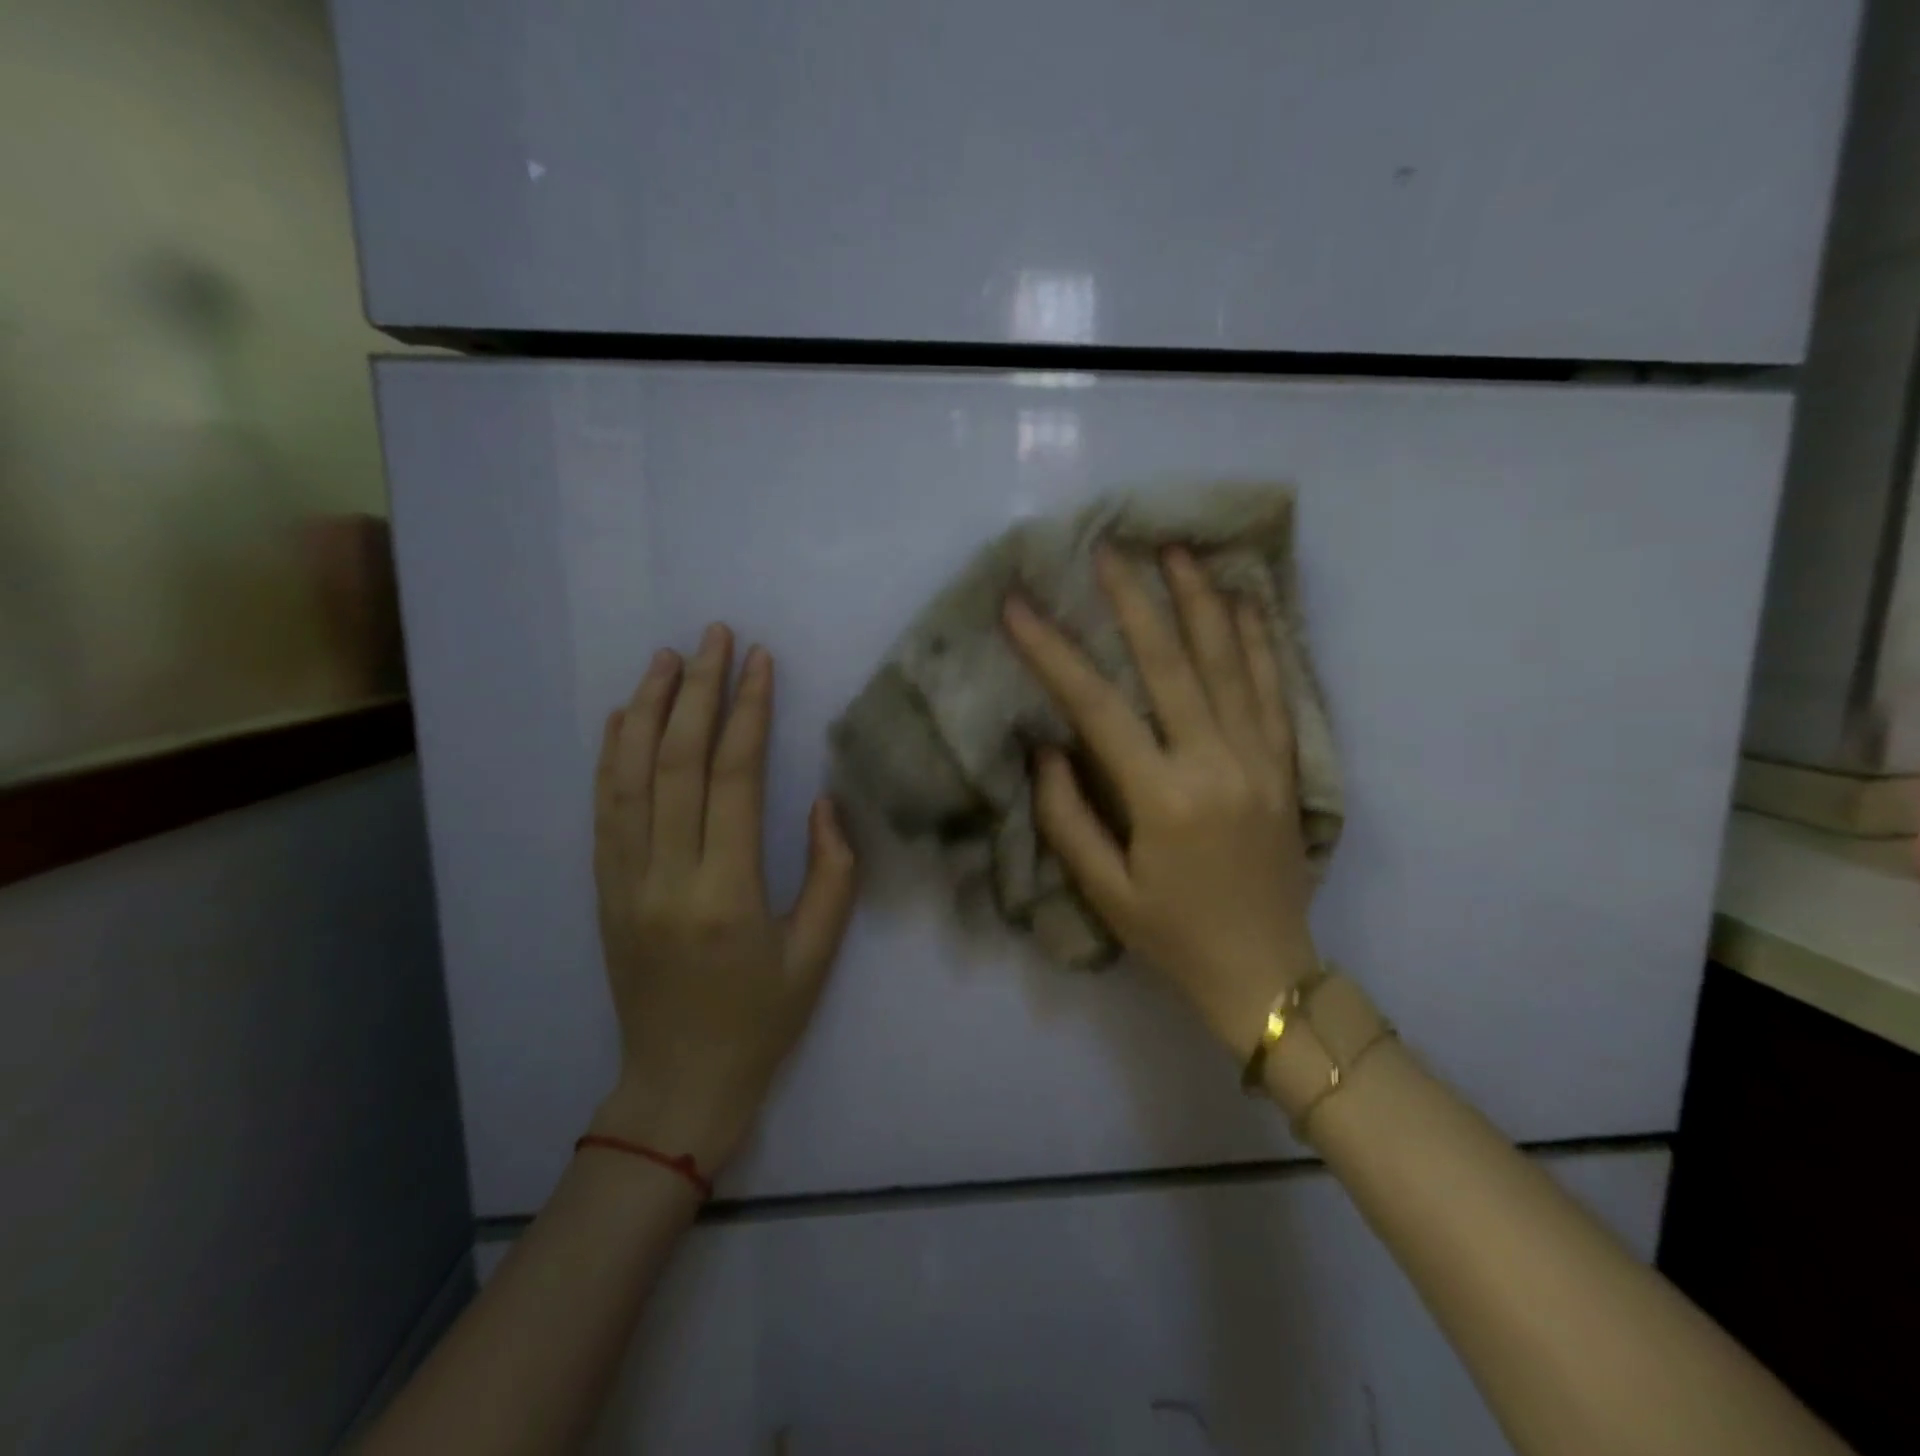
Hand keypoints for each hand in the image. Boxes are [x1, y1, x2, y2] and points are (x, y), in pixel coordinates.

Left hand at [589, 625, 857, 1172]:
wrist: (679, 1083)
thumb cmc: (762, 1021)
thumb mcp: (817, 953)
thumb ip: (831, 872)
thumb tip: (822, 801)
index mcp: (725, 894)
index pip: (734, 779)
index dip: (749, 712)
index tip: (760, 662)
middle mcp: (665, 877)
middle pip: (677, 763)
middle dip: (698, 691)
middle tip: (714, 636)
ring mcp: (624, 882)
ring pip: (629, 777)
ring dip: (649, 710)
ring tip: (668, 658)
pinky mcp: (605, 891)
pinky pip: (604, 811)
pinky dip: (612, 756)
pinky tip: (624, 717)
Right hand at [1003, 548, 1319, 1058]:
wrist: (1266, 973)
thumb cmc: (1172, 934)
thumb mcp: (1103, 890)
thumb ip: (1066, 816)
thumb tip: (1046, 748)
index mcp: (1162, 798)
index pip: (1097, 707)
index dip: (1053, 652)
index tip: (1018, 607)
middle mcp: (1215, 763)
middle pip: (1170, 664)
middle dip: (1133, 601)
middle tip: (1108, 548)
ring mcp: (1260, 759)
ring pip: (1230, 662)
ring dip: (1201, 601)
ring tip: (1178, 550)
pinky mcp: (1287, 766)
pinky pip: (1275, 690)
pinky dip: (1260, 641)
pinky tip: (1244, 603)